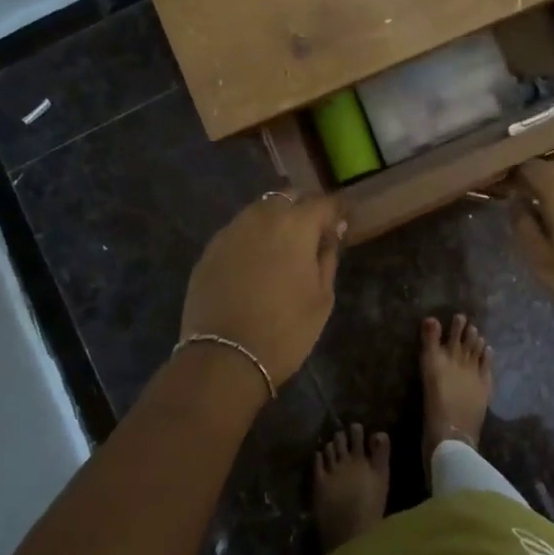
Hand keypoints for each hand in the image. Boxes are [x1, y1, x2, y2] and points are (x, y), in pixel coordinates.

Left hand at [181, 193, 344, 384]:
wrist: (224, 357)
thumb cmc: (285, 329)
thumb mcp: (322, 298)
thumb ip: (327, 258)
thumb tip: (329, 236)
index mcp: (295, 225)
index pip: (322, 203)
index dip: (336, 209)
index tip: (344, 219)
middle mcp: (261, 217)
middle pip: (288, 197)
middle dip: (303, 208)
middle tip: (313, 231)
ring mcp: (231, 231)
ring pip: (259, 211)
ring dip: (275, 219)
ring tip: (283, 245)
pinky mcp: (210, 250)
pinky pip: (238, 232)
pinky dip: (251, 238)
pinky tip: (255, 261)